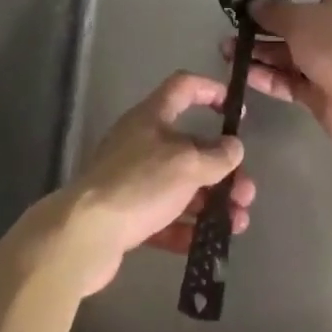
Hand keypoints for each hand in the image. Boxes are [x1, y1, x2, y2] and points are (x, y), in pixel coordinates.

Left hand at [59, 71, 261, 295]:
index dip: (211, 91)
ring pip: (180, 185)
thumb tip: (234, 147)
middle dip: (222, 169)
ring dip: (211, 201)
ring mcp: (132, 179)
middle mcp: (141, 142)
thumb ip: (216, 156)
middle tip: (246, 193)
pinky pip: (164, 216)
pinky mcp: (126, 214)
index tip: (236, 111)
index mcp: (152, 117)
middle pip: (190, 146)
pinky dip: (186, 226)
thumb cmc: (139, 184)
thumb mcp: (186, 164)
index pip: (184, 87)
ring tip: (237, 224)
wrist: (85, 234)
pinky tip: (206, 243)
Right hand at [232, 0, 331, 152]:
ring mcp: (326, 60)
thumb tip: (253, 5)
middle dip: (262, 18)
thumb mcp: (300, 19)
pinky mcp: (317, 90)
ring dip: (258, 49)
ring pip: (286, 50)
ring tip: (226, 48)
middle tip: (233, 19)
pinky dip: (266, 74)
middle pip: (294, 17)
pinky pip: (287, 78)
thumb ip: (273, 10)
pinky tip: (242, 71)